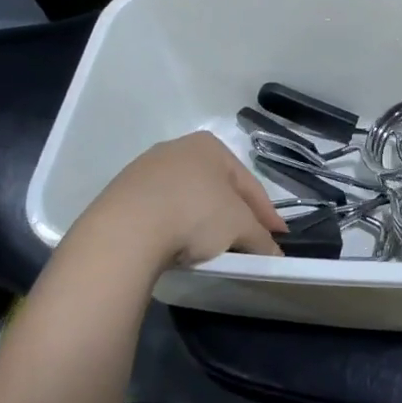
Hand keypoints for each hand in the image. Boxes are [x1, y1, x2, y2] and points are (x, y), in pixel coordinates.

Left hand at [70, 131, 286, 281]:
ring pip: (188, 197)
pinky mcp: (123, 193)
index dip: (267, 212)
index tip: (278, 236)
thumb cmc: (195, 214)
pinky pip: (161, 209)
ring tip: (213, 246)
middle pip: (218, 187)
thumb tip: (275, 256)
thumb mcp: (239, 228)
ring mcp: (146, 169)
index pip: (248, 182)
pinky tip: (178, 245)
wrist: (126, 229)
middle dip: (235, 214)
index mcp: (209, 146)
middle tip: (249, 241)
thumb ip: (261, 239)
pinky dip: (175, 225)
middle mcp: (177, 148)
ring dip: (203, 220)